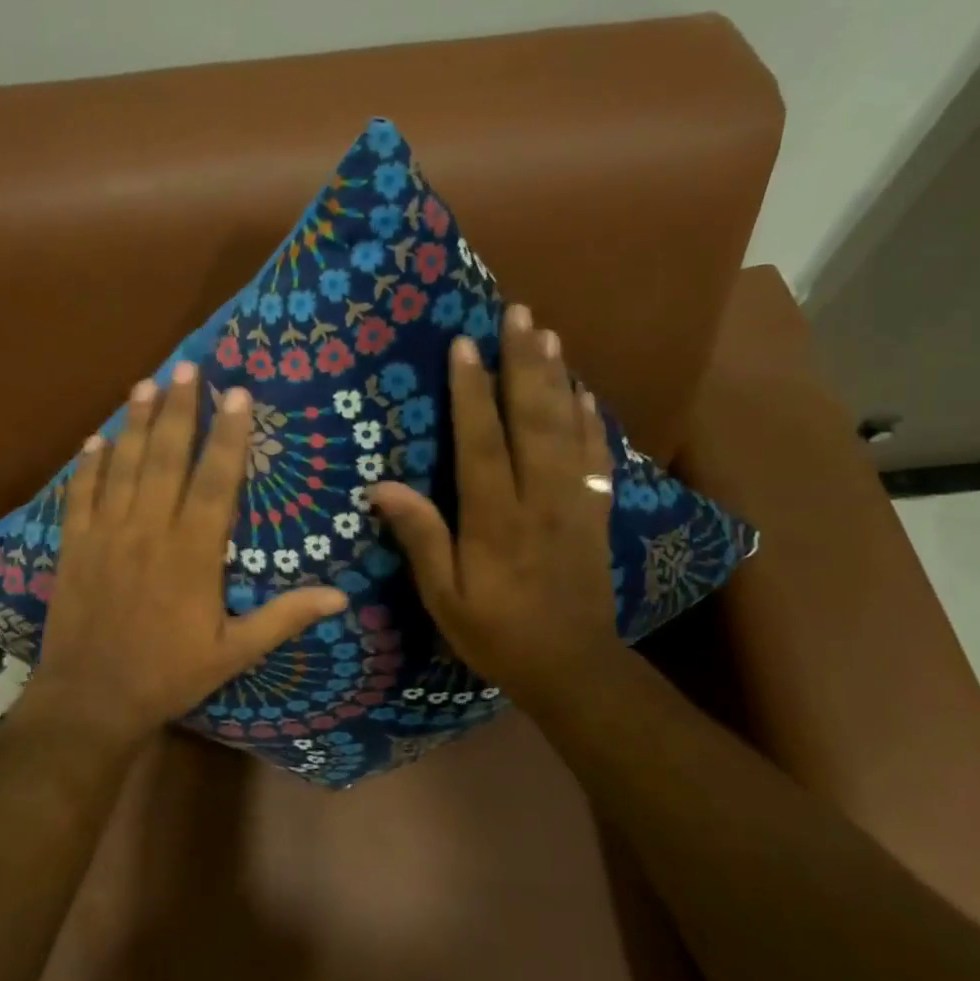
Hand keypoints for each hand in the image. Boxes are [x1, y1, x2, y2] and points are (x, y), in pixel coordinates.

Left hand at [34, 363, 348, 738]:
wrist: (91, 700)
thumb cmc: (168, 675)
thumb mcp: (234, 653)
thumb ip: (284, 617)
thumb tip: (340, 596)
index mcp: (193, 552)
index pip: (215, 480)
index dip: (228, 435)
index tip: (237, 394)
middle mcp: (149, 530)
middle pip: (166, 457)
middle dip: (179, 409)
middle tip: (188, 368)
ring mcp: (107, 534)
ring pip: (123, 466)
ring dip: (134, 422)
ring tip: (146, 384)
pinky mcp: (74, 546)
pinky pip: (81, 495)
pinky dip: (88, 465)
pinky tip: (95, 440)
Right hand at [367, 305, 624, 718]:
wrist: (572, 666)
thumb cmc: (497, 633)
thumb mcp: (444, 599)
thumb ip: (421, 539)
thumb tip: (383, 488)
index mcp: (496, 518)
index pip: (482, 442)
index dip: (472, 392)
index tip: (465, 344)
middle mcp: (539, 498)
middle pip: (532, 420)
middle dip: (524, 364)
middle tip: (519, 314)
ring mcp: (574, 502)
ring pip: (566, 429)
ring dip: (558, 379)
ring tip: (549, 335)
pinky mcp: (596, 512)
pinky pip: (596, 456)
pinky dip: (591, 421)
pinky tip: (585, 394)